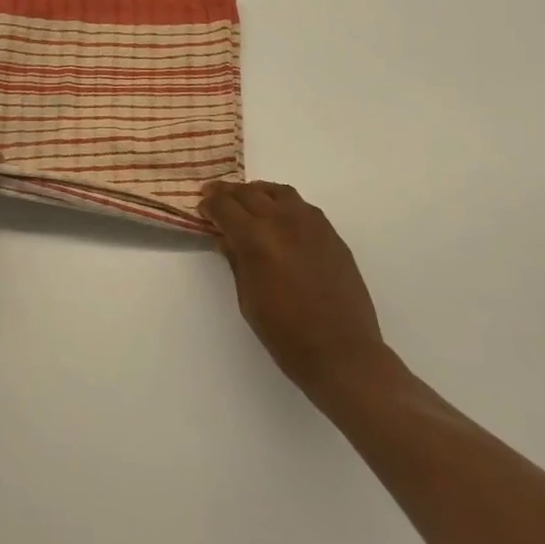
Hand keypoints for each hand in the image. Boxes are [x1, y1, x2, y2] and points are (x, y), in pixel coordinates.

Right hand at [199, 180, 396, 404]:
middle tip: (216, 196)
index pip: (225, 206)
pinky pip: (302, 206)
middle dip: (228, 193)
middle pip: (249, 193)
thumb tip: (226, 238)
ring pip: (278, 192)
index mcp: (256, 239)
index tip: (202, 206)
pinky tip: (280, 218)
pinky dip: (283, 204)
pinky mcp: (331, 233)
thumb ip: (236, 261)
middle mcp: (283, 221)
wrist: (341, 351)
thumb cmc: (285, 334)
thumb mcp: (248, 299)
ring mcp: (311, 224)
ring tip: (248, 201)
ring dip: (257, 193)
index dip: (210, 204)